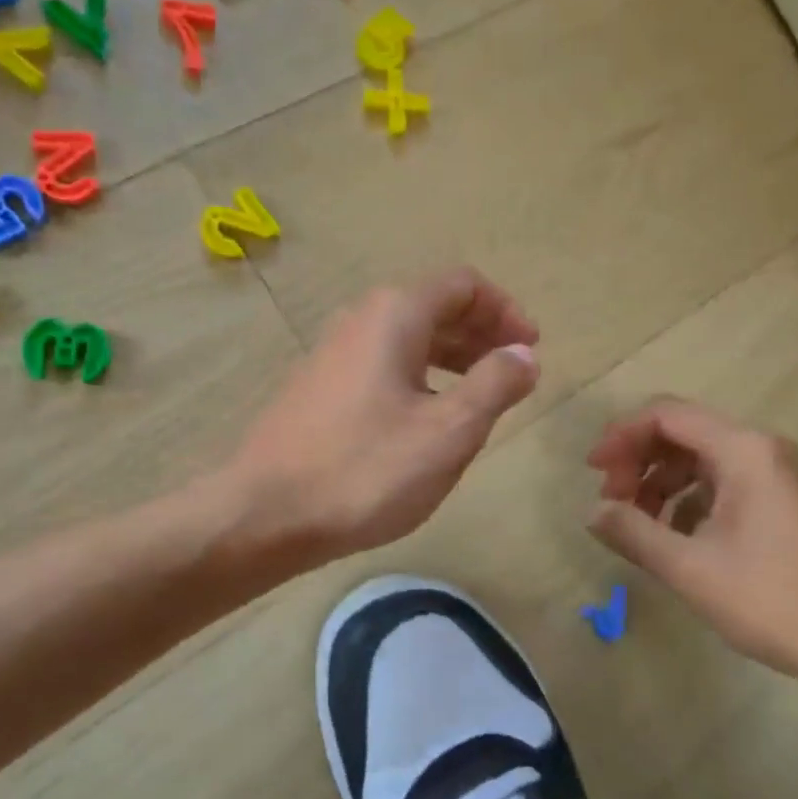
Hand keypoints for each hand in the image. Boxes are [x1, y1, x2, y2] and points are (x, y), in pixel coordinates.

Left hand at [230, 268, 539, 560]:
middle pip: (434, 307)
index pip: (463, 285)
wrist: (266, 513)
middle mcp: (360, 320)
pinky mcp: (319, 388)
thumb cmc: (366, 470)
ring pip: (407, 339)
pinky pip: (382, 365)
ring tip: (480, 397)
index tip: (531, 348)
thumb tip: (524, 354)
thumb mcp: (448, 431)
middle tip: (514, 372)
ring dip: (452, 357)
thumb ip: (495, 385)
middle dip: (482, 333)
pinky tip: (428, 418)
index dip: (505, 310)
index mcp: (394, 315)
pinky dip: (419, 377)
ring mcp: (332, 353)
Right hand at [586, 400, 797, 684]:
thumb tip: (593, 511)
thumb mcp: (688, 568)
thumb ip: (632, 531)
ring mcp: (775, 474)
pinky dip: (687, 498)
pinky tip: (674, 537)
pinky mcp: (780, 500)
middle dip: (638, 460)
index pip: (666, 415)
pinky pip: (720, 481)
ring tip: (638, 524)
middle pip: (682, 432)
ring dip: (659, 482)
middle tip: (612, 503)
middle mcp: (762, 449)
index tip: (593, 473)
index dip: (621, 436)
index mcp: (744, 451)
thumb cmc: (771, 602)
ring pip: (699, 458)